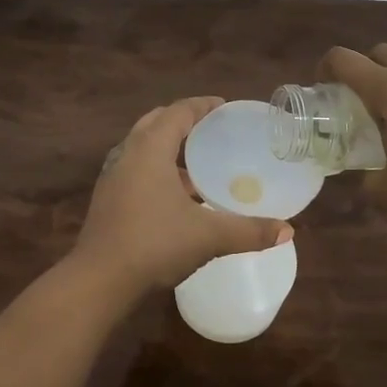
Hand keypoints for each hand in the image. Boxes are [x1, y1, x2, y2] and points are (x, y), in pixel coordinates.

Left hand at [71, 97, 291, 298]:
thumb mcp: (208, 236)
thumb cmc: (154, 244)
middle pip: (156, 122)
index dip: (202, 105)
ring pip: (142, 147)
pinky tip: (176, 197)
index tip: (223, 107)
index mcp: (150, 148)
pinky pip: (135, 169)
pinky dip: (156, 170)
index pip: (178, 112)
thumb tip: (288, 231)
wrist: (99, 280)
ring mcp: (113, 176)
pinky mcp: (107, 198)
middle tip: (211, 130)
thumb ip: (248, 231)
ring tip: (197, 165)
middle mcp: (128, 153)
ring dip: (168, 148)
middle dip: (183, 121)